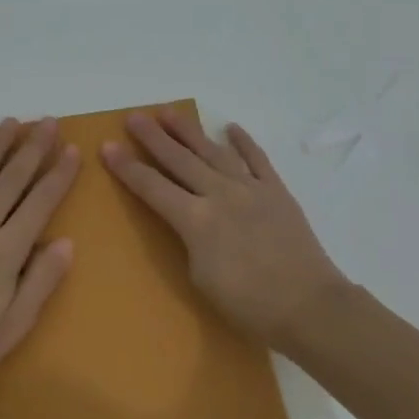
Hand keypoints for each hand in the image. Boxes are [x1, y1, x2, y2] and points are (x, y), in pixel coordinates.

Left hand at [0, 118, 77, 390]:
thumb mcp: (13, 327)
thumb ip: (41, 282)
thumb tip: (67, 241)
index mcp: (5, 251)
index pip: (40, 203)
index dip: (58, 175)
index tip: (72, 148)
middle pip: (11, 179)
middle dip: (32, 148)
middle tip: (48, 121)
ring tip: (10, 122)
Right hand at [103, 109, 350, 351]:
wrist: (310, 307)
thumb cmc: (249, 306)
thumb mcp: (201, 279)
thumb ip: (189, 241)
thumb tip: (190, 220)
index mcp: (196, 220)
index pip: (152, 187)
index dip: (127, 168)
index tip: (107, 147)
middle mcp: (219, 194)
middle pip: (179, 160)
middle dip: (153, 138)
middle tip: (133, 117)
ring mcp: (250, 188)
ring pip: (213, 151)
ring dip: (189, 130)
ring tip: (169, 112)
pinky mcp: (276, 191)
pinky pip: (256, 159)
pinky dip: (243, 142)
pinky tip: (230, 128)